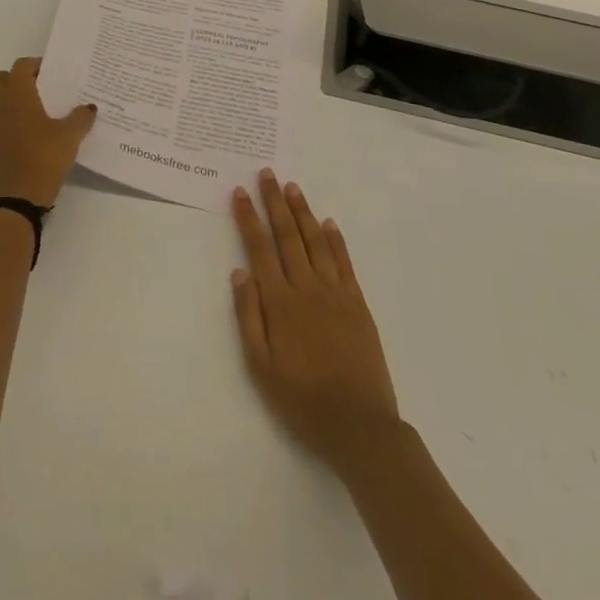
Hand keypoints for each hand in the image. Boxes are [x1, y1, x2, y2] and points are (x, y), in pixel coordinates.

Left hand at [0, 57, 96, 207]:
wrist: (16, 199)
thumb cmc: (44, 159)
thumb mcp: (70, 138)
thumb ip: (80, 118)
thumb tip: (89, 107)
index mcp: (17, 95)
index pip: (20, 67)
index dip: (34, 65)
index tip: (48, 72)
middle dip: (9, 79)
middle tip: (30, 89)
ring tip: (18, 109)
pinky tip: (13, 134)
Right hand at [231, 171, 400, 473]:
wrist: (359, 425)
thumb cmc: (302, 400)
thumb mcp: (260, 367)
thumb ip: (248, 316)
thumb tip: (240, 271)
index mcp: (280, 302)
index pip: (260, 249)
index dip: (249, 218)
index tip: (240, 192)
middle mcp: (307, 288)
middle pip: (288, 235)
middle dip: (275, 202)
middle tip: (267, 173)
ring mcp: (336, 293)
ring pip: (316, 242)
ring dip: (303, 212)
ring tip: (293, 187)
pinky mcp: (358, 304)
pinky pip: (344, 263)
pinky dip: (335, 240)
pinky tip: (329, 223)